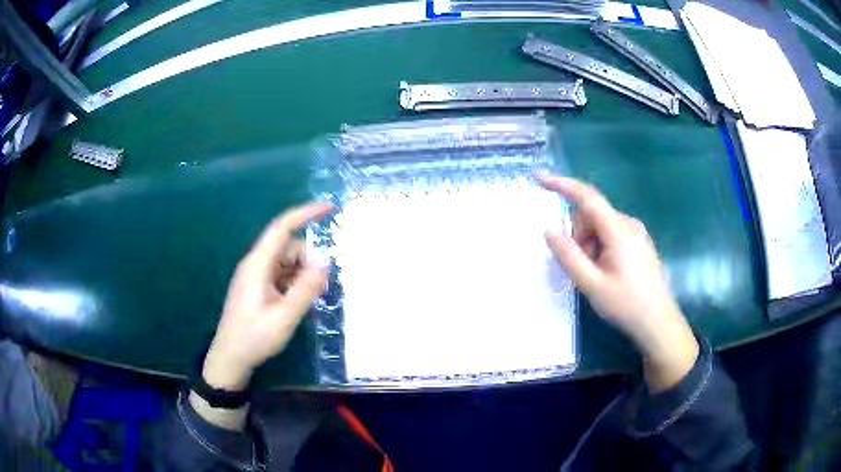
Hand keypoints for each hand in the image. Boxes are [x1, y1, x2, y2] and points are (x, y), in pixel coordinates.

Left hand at [202, 203, 332, 390]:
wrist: (230, 357)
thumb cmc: (254, 337)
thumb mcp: (284, 317)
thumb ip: (305, 289)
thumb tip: (325, 263)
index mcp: (258, 264)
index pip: (282, 227)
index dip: (305, 214)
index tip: (330, 209)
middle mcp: (255, 264)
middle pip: (288, 246)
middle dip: (308, 260)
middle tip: (320, 288)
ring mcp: (255, 275)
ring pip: (286, 261)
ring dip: (302, 274)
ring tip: (310, 300)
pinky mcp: (257, 286)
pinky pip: (281, 274)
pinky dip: (294, 282)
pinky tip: (298, 303)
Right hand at [540, 176, 698, 391]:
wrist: (658, 322)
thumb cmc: (626, 304)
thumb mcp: (591, 284)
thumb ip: (568, 256)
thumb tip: (549, 230)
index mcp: (618, 230)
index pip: (587, 197)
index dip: (562, 185)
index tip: (540, 179)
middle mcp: (629, 224)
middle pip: (592, 215)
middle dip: (578, 235)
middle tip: (580, 267)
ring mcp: (636, 233)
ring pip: (600, 226)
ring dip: (589, 244)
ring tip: (595, 275)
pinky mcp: (639, 243)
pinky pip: (611, 234)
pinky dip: (600, 247)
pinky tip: (606, 272)